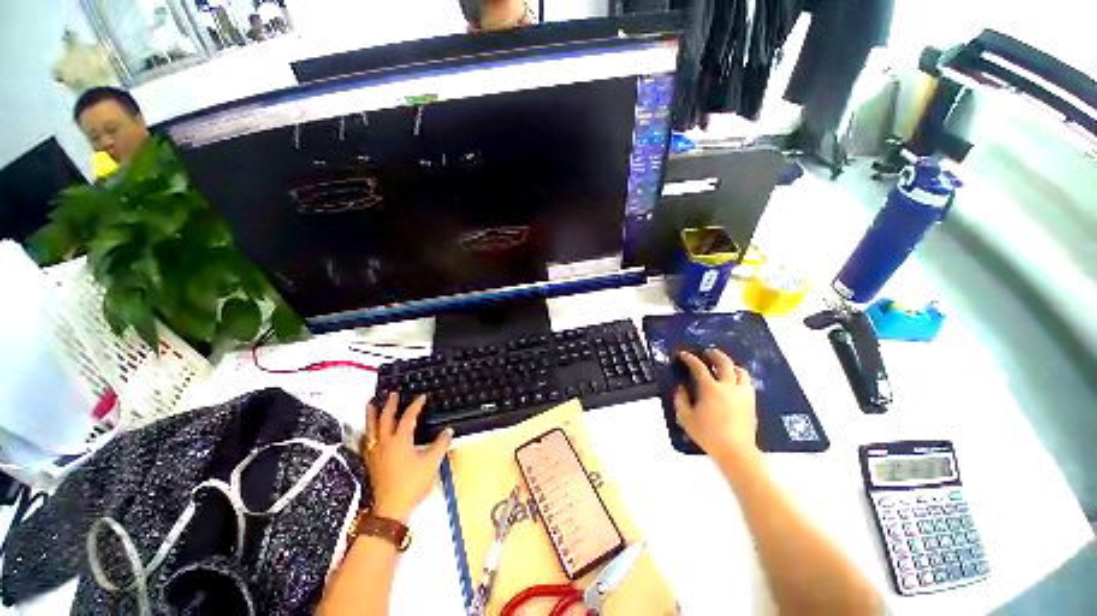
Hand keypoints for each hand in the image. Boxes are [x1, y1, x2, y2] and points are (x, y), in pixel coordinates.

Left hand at [362, 393, 452, 523]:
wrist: (391, 508)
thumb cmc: (412, 484)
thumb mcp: (432, 463)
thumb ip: (441, 445)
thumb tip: (449, 431)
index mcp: (400, 440)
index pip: (408, 417)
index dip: (415, 405)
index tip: (422, 397)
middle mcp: (385, 443)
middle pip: (385, 419)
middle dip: (390, 405)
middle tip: (392, 394)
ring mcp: (375, 453)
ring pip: (371, 429)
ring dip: (371, 415)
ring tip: (370, 404)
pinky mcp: (371, 462)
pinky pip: (366, 442)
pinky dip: (367, 432)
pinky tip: (367, 432)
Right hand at [673, 349, 759, 465]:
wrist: (736, 452)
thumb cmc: (708, 435)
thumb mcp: (686, 418)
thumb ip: (680, 400)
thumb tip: (681, 388)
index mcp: (710, 389)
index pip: (699, 367)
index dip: (689, 358)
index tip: (683, 355)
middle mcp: (728, 387)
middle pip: (724, 362)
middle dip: (714, 354)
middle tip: (707, 352)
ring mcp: (742, 394)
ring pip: (740, 371)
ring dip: (730, 365)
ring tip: (724, 366)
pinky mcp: (751, 402)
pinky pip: (747, 383)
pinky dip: (740, 377)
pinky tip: (734, 382)